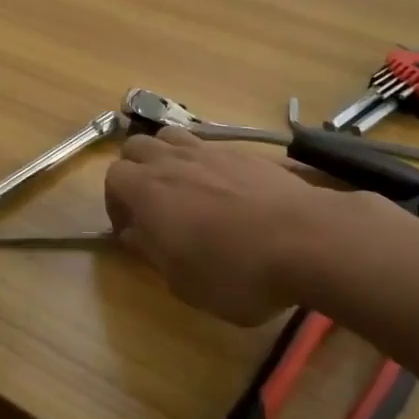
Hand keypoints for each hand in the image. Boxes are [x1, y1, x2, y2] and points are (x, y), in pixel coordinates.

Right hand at [106, 128, 366, 324]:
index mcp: (148, 191)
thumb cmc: (235, 271)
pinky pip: (207, 146)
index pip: (113, 177)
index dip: (115, 202)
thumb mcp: (184, 281)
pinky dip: (201, 161)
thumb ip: (151, 252)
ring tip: (180, 186)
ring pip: (170, 137)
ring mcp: (208, 151)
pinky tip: (221, 189)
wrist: (305, 238)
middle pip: (136, 147)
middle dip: (134, 170)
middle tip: (149, 203)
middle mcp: (172, 161)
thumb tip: (133, 233)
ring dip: (164, 156)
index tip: (129, 228)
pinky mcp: (241, 152)